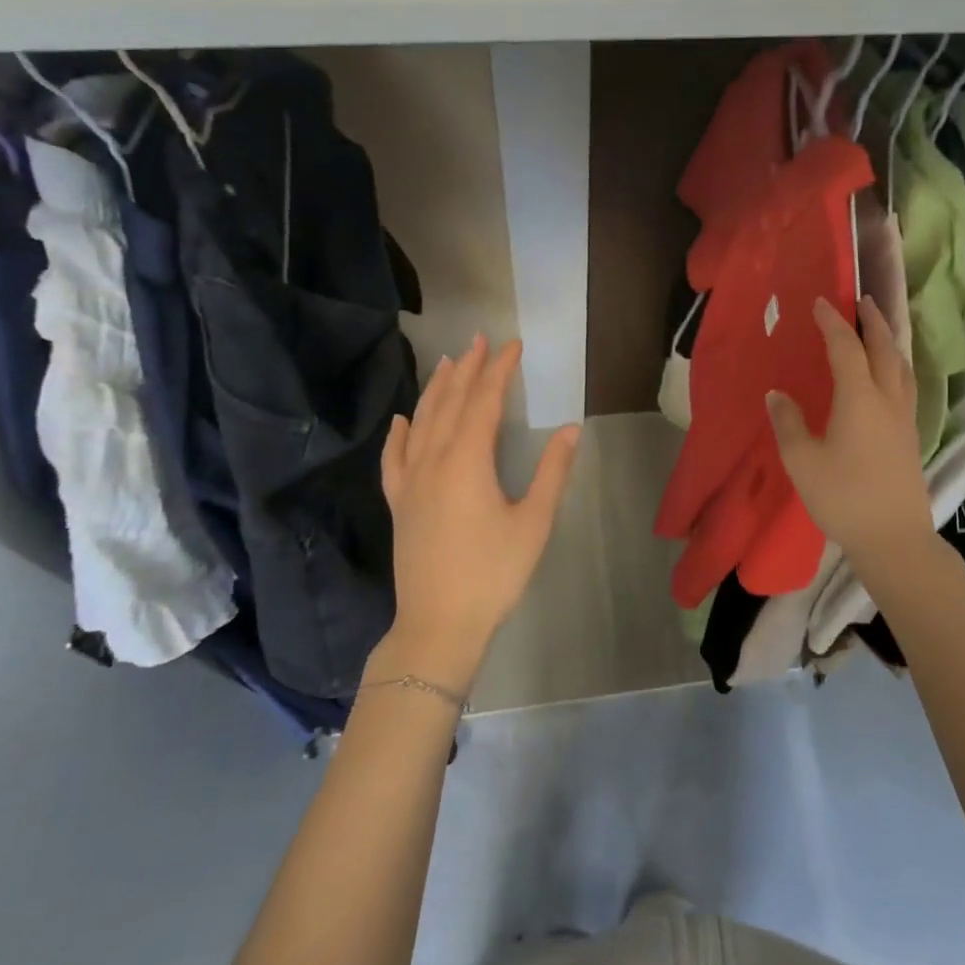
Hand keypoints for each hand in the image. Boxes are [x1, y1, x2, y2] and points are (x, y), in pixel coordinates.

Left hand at [378, 336, 580, 689]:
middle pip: (450, 403)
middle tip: (480, 340)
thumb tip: (570, 429)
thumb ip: (552, 472)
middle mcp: (433, 461)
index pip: (484, 401)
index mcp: (467, 461)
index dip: (499, 370)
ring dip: (436, 390)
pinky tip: (402, 420)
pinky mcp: (398, 503)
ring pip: (421, 423)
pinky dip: (399, 434)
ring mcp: (410, 482)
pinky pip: (394, 458)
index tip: (513, 345)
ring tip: (447, 362)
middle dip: (467, 369)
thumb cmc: (493, 573)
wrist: (438, 624)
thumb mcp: (534, 522)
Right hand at [768, 296, 934, 569]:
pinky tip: (888, 377)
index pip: (846, 348)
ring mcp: (904, 419)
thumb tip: (777, 395)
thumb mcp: (802, 461)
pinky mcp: (911, 437)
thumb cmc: (843, 497)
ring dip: (890, 341)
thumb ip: (788, 423)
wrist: (894, 538)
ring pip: (901, 366)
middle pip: (884, 349)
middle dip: (873, 321)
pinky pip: (905, 385)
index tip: (820, 302)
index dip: (832, 322)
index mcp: (860, 398)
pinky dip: (896, 366)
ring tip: (879, 330)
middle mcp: (887, 400)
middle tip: (862, 301)